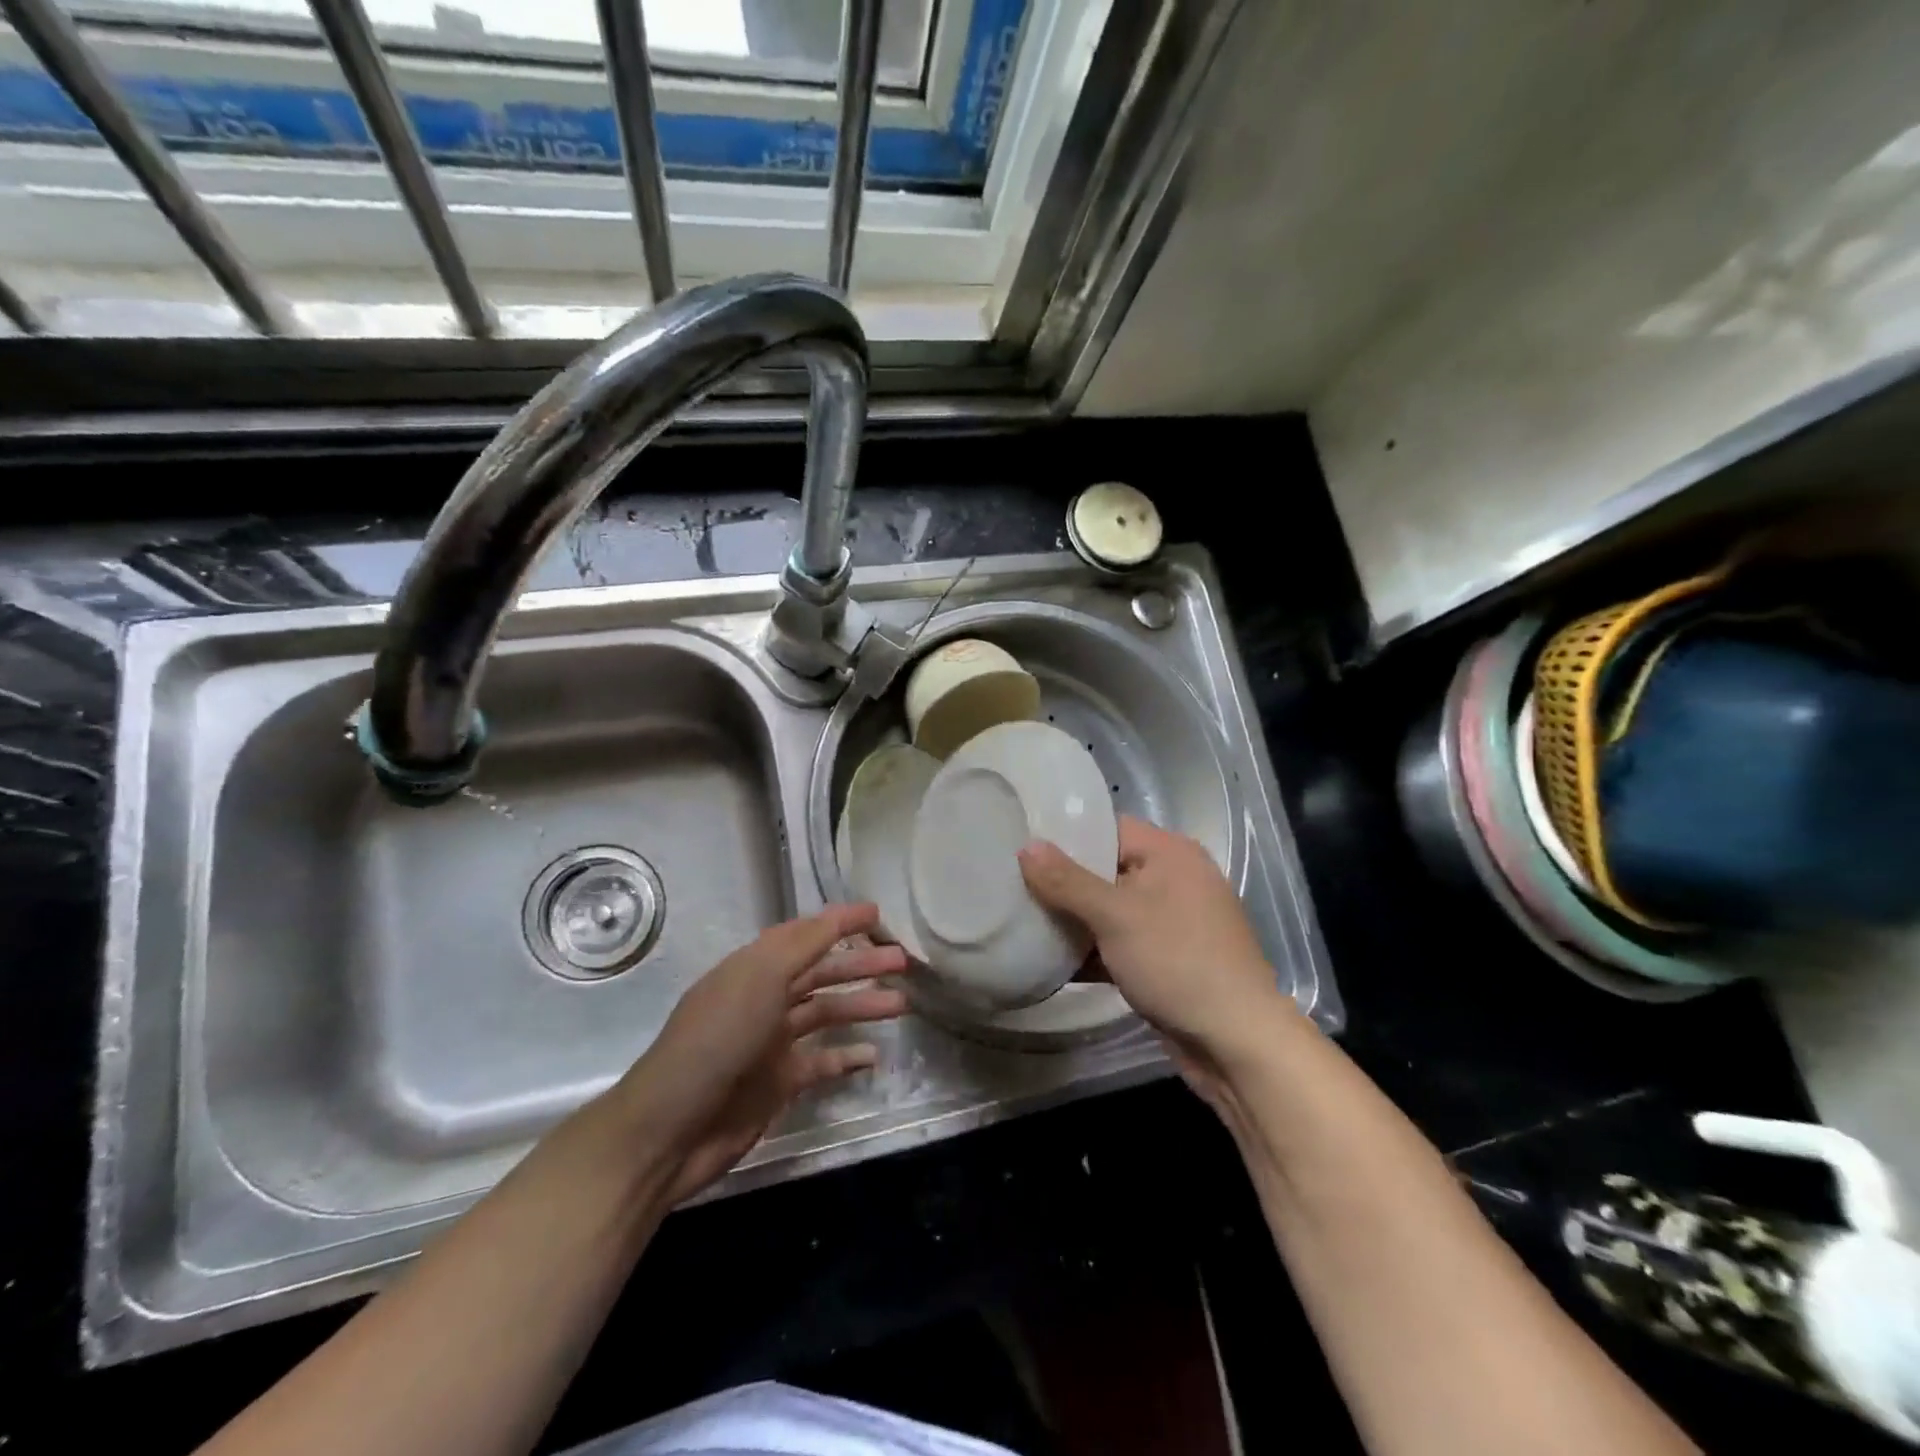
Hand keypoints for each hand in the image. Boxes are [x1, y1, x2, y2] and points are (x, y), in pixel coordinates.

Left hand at [612, 904, 907, 1206]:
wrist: (672, 1128)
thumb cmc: (717, 1040)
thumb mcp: (760, 980)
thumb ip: (802, 946)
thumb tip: (837, 916)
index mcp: (754, 968)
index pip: (804, 935)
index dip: (839, 922)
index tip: (878, 914)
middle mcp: (764, 999)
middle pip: (821, 973)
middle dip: (860, 964)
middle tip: (903, 961)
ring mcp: (771, 1042)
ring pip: (827, 1014)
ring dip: (862, 1006)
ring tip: (901, 1004)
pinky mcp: (778, 1082)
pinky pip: (821, 1062)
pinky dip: (847, 1057)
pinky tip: (874, 1055)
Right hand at [1018, 816, 1285, 1054]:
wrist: (1236, 1042)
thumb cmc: (1176, 961)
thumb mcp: (1115, 916)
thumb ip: (1067, 881)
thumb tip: (1026, 846)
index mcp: (1170, 853)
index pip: (1107, 828)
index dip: (1065, 836)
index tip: (1020, 845)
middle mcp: (1173, 879)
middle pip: (1105, 869)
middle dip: (1062, 882)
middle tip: (1013, 885)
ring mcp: (1171, 922)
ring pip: (1110, 910)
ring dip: (1073, 920)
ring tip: (1021, 920)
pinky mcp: (1166, 959)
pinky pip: (1119, 943)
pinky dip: (1091, 950)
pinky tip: (1049, 961)